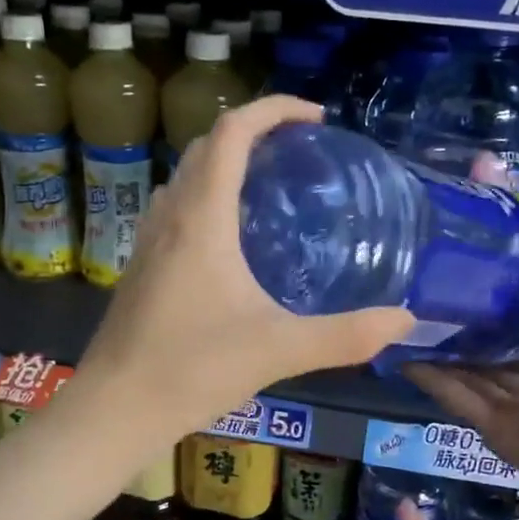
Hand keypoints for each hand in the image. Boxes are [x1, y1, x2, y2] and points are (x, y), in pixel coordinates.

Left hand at [83, 96, 414, 437]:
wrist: (114, 409)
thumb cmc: (191, 370)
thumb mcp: (278, 350)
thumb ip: (345, 336)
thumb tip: (404, 321)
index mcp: (201, 219)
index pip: (232, 133)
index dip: (273, 110)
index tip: (316, 119)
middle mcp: (169, 217)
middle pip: (206, 147)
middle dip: (254, 133)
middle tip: (300, 152)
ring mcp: (149, 243)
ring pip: (187, 178)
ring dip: (226, 165)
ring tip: (271, 189)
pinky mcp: (142, 269)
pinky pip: (177, 210)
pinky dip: (208, 200)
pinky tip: (234, 245)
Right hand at [404, 230, 518, 519]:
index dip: (502, 308)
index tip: (469, 277)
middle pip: (497, 357)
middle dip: (467, 334)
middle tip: (426, 297)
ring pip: (473, 377)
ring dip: (443, 356)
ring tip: (406, 322)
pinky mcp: (498, 433)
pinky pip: (463, 402)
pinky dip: (436, 383)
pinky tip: (407, 357)